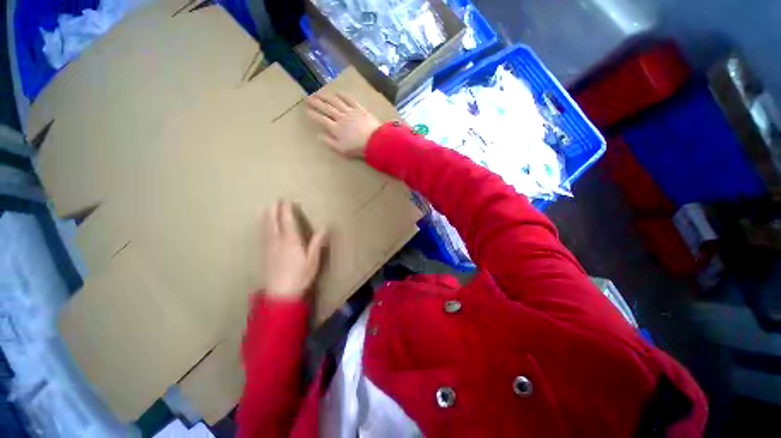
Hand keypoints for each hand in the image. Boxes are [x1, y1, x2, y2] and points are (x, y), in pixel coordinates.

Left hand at [262, 200, 327, 298]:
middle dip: (274, 210)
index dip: (287, 210)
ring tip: (265, 209)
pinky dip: (262, 228)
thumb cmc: (300, 276)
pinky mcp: (264, 255)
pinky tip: (261, 228)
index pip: (288, 221)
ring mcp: (268, 248)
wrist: (281, 294)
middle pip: (273, 222)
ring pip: (266, 229)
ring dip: (266, 217)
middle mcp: (277, 241)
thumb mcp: (313, 259)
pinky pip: (262, 237)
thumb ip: (318, 242)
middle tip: (275, 201)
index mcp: (291, 241)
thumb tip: (326, 226)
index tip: (287, 200)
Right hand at [306, 93, 380, 158]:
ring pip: (335, 102)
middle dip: (316, 103)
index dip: (313, 114)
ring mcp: (350, 111)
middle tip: (308, 98)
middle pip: (326, 108)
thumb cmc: (358, 147)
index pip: (321, 119)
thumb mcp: (341, 149)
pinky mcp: (359, 109)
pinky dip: (342, 95)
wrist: (375, 141)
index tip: (306, 110)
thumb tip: (318, 135)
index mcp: (335, 128)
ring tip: (319, 93)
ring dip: (326, 97)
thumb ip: (329, 142)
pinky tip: (337, 92)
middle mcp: (340, 117)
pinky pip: (349, 99)